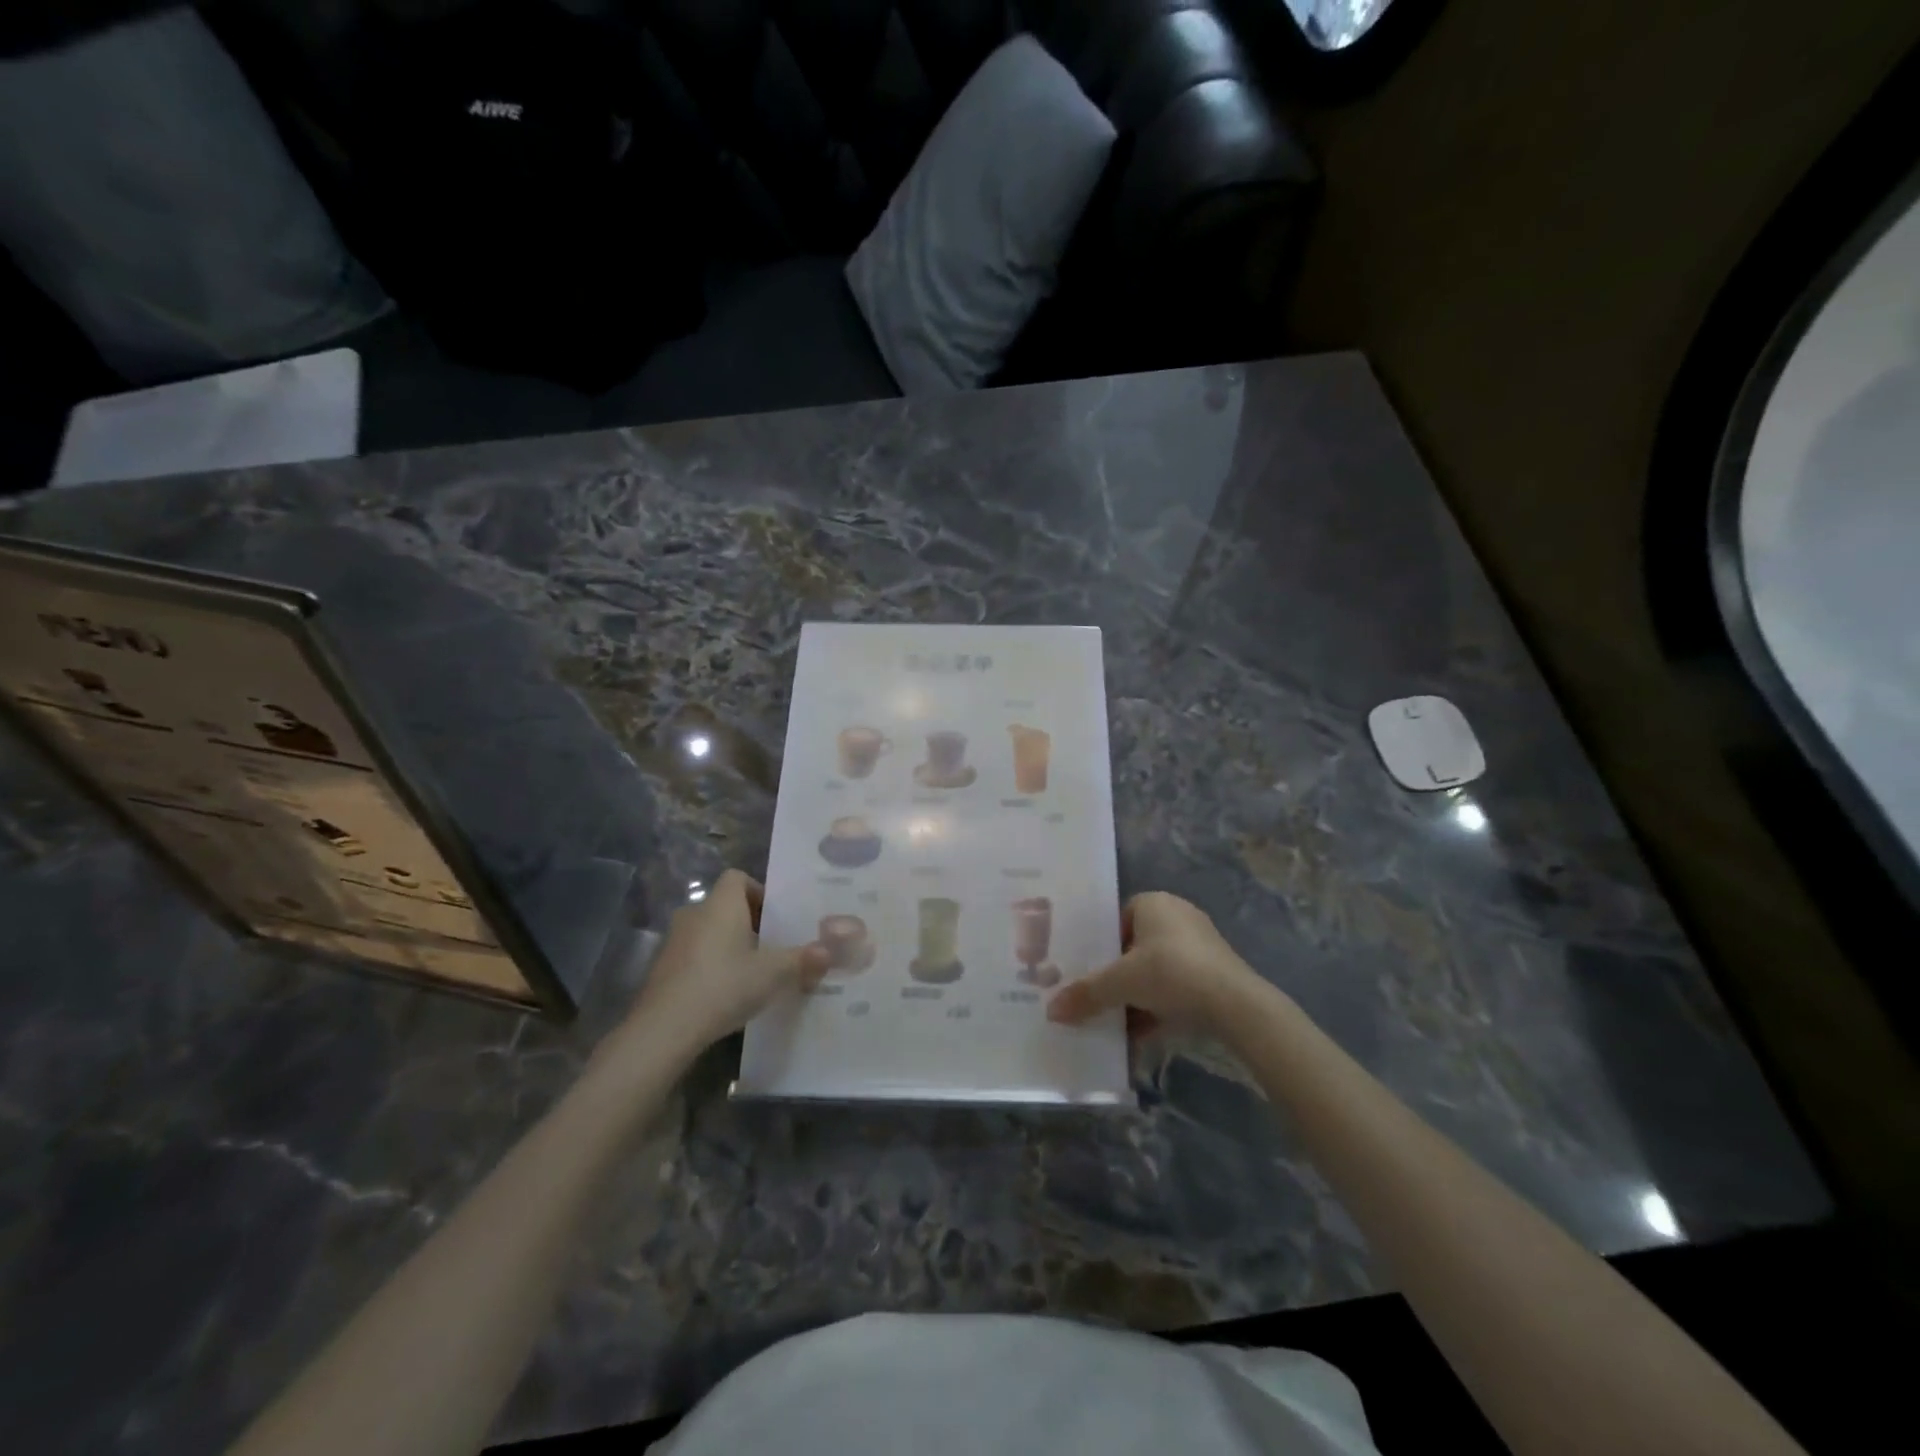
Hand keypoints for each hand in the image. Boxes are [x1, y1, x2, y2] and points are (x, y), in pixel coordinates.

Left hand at [626, 870, 827, 1050]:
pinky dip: (709, 966)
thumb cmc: (724, 985)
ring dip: (727, 945)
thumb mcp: (773, 973)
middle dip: (747, 922)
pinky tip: (724, 993)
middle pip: (724, 906)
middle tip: (770, 946)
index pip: (737, 877)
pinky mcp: (661, 970)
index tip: (775, 917)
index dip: (758, 891)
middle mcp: (694, 914)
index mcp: (721, 905)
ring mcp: (673, 942)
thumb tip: (830, 952)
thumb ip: (803, 960)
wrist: (664, 1029)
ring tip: (750, 972)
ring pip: (708, 932)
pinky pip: (693, 956)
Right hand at [1047, 891, 1265, 1036]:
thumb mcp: (1120, 983)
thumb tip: (1051, 1012)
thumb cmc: (1171, 973)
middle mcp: (1178, 915)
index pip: (1117, 917)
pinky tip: (1142, 1035)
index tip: (1088, 970)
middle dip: (1117, 975)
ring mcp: (1200, 945)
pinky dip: (1159, 1007)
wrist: (1235, 1005)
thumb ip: (1086, 994)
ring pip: (1156, 971)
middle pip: (1135, 947)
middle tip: (1096, 996)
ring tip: (1115, 1022)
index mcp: (1154, 903)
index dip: (1101, 944)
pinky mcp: (1215, 973)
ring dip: (1136, 996)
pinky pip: (1177, 987)